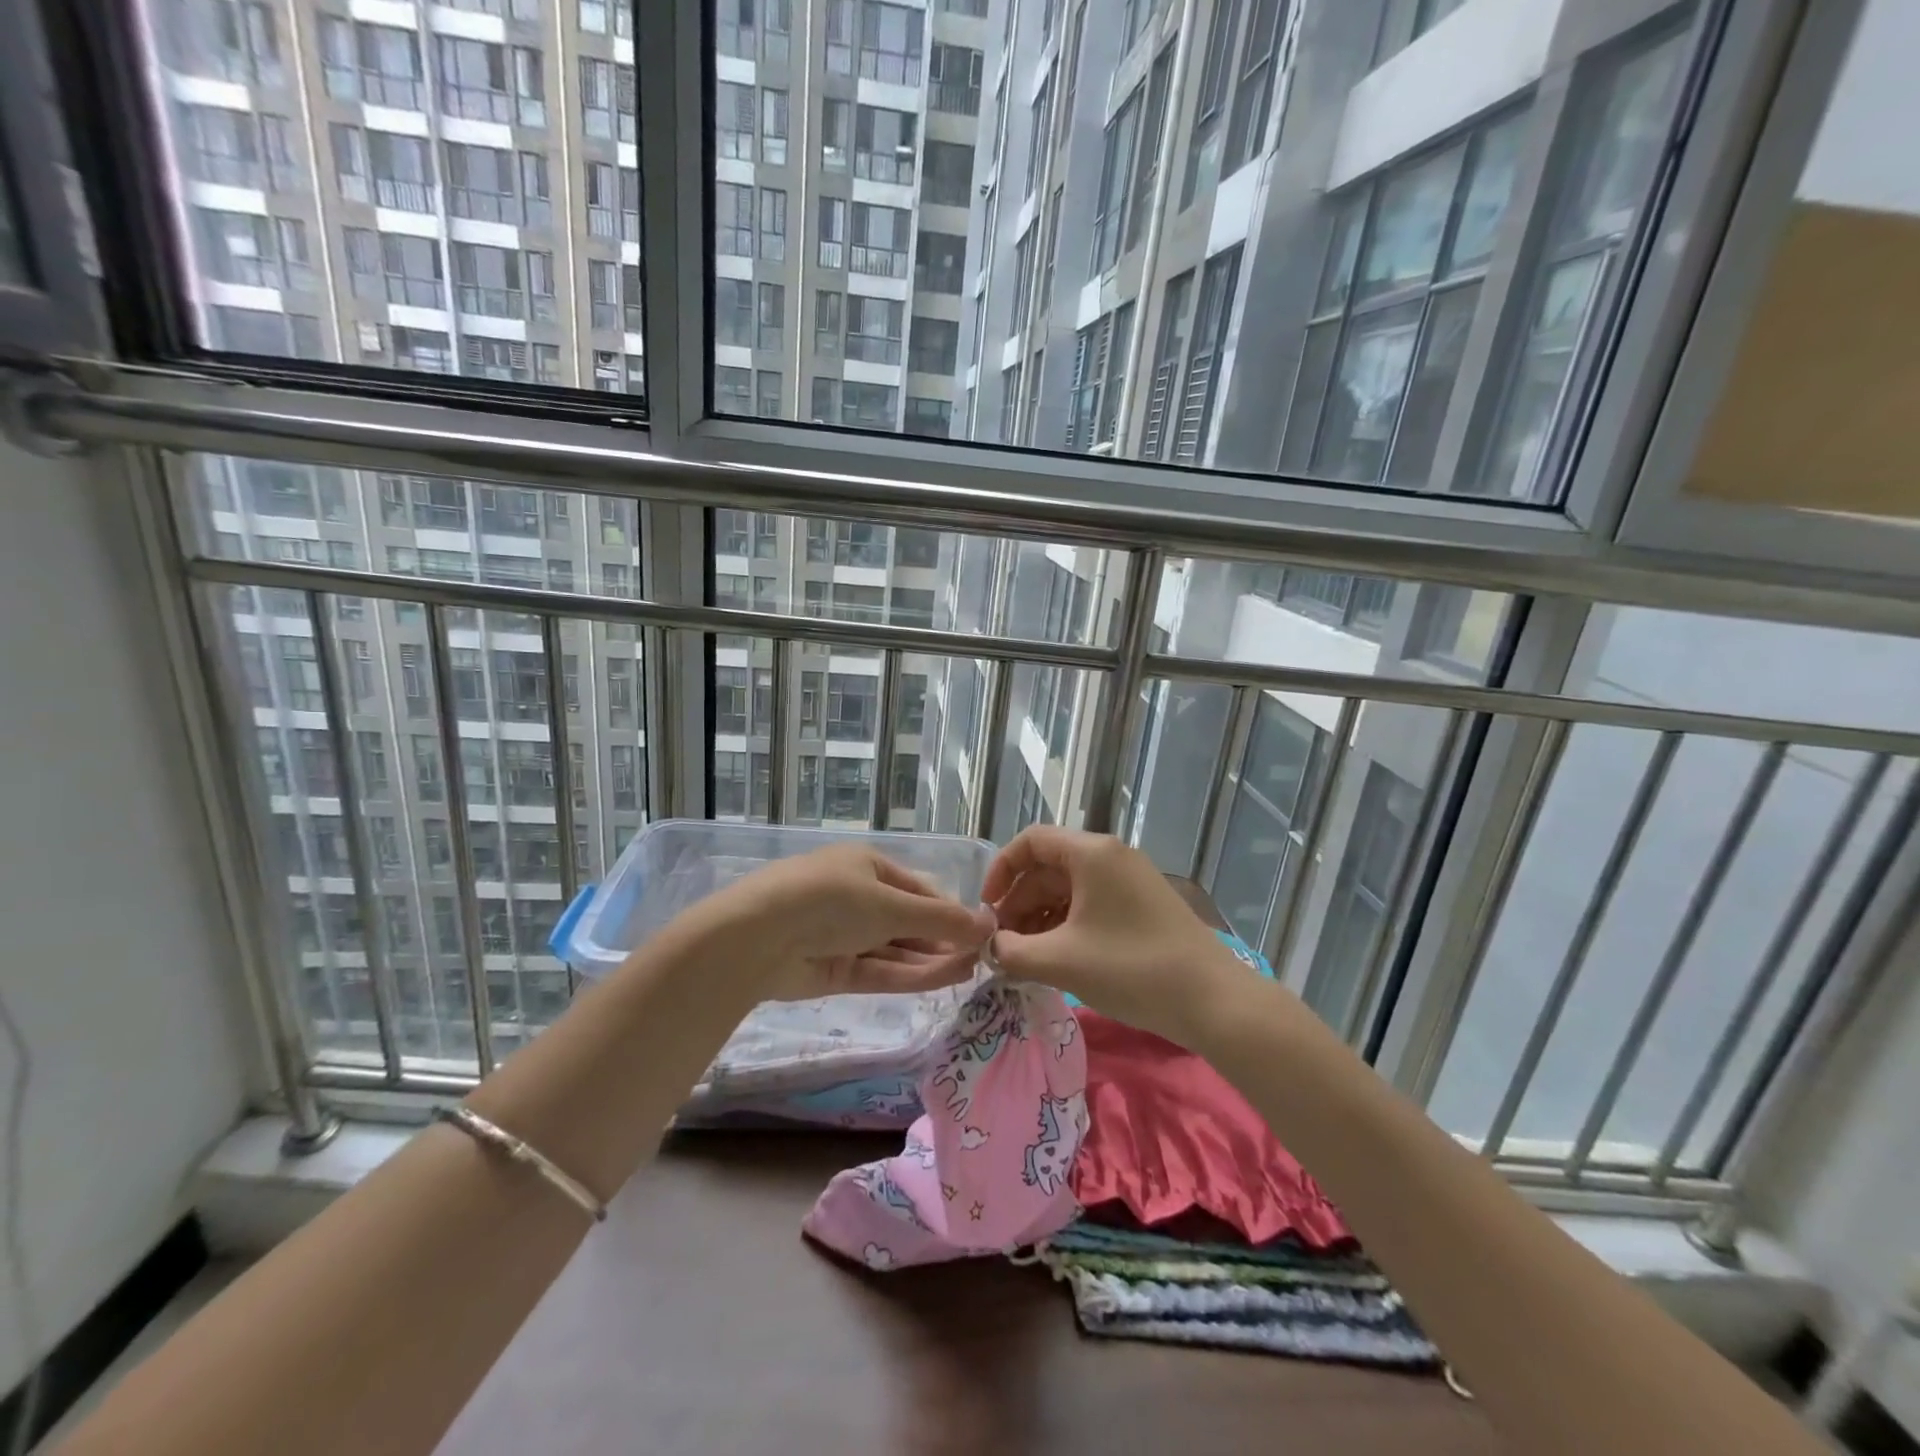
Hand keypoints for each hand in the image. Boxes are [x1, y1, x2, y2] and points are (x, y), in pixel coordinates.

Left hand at [699, 844, 996, 1001]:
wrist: (759, 936)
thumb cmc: (832, 900)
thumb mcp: (892, 904)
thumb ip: (941, 919)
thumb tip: (988, 925)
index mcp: (867, 866)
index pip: (918, 888)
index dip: (950, 910)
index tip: (981, 931)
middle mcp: (857, 898)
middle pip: (909, 921)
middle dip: (943, 938)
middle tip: (983, 958)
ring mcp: (844, 936)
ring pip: (897, 949)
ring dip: (932, 959)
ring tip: (972, 971)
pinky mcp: (834, 970)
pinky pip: (880, 971)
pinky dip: (911, 976)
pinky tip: (945, 979)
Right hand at [982, 827, 1251, 1043]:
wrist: (1212, 1000)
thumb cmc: (1131, 969)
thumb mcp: (1060, 961)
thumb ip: (1012, 951)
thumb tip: (991, 947)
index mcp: (1091, 853)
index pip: (1030, 842)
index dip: (1001, 871)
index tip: (987, 910)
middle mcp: (1111, 856)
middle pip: (1049, 867)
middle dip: (1020, 903)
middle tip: (1003, 945)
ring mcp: (1130, 880)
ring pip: (1069, 888)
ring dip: (1041, 918)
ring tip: (1026, 957)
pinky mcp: (1142, 905)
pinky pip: (1092, 904)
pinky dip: (1067, 925)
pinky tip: (1057, 958)